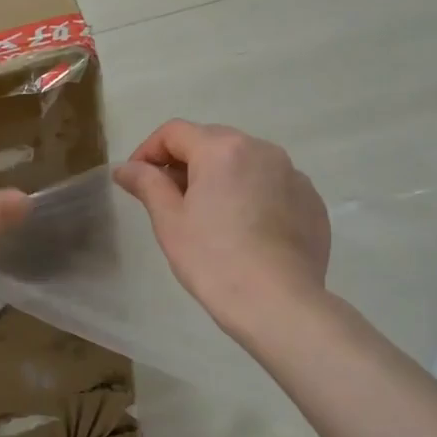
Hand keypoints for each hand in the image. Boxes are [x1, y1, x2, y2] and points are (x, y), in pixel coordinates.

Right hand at [114, 120, 330, 340]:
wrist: (278, 303)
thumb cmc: (213, 260)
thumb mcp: (170, 221)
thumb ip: (147, 184)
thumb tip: (125, 168)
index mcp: (222, 149)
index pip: (174, 132)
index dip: (148, 151)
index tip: (136, 179)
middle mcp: (262, 149)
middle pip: (212, 141)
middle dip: (185, 162)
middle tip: (169, 199)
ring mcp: (293, 174)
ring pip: (245, 162)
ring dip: (220, 177)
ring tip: (208, 215)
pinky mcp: (311, 201)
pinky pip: (271, 185)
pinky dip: (251, 195)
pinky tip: (244, 230)